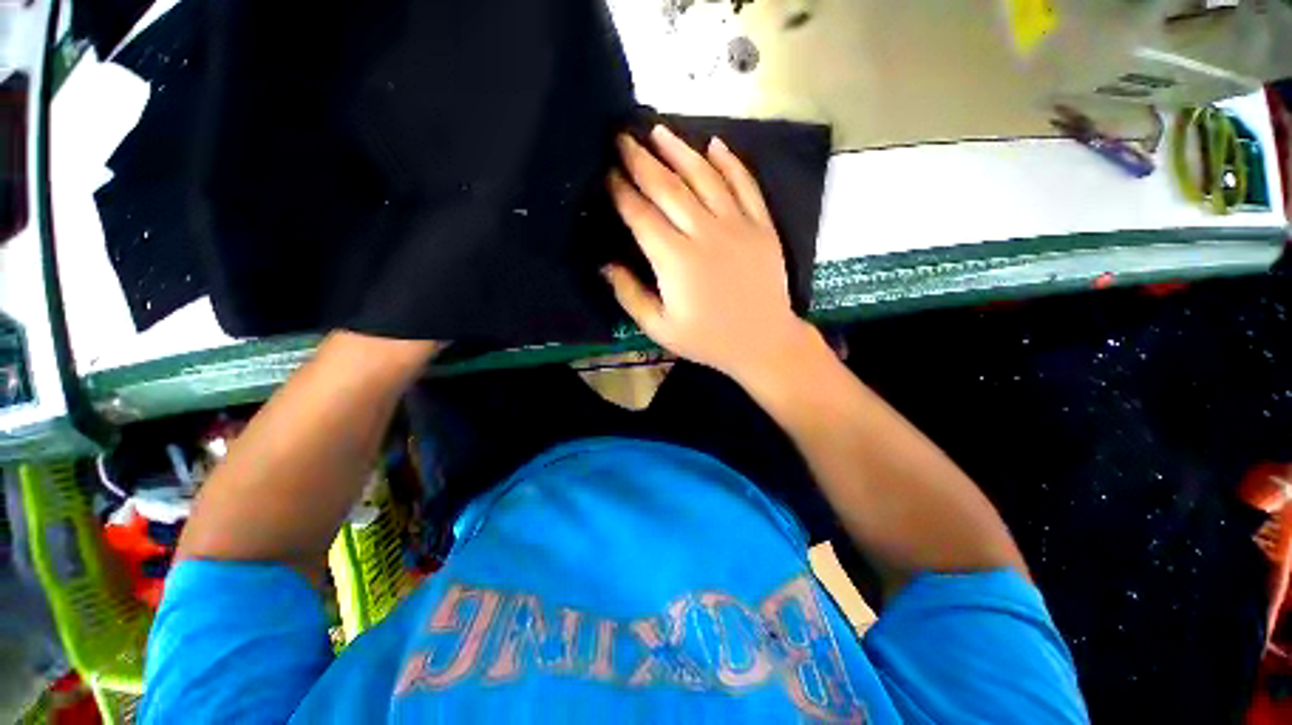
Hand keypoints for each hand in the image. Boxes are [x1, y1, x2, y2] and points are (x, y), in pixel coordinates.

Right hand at [605, 125, 814, 382]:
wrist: (763, 342)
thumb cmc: (708, 339)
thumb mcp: (660, 328)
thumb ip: (630, 295)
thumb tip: (605, 265)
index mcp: (676, 261)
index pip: (642, 215)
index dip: (622, 192)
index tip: (608, 173)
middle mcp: (705, 234)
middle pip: (669, 188)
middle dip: (642, 161)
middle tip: (623, 138)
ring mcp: (738, 226)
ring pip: (706, 177)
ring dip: (680, 151)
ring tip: (659, 131)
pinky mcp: (762, 226)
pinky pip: (746, 185)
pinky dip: (730, 162)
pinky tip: (715, 144)